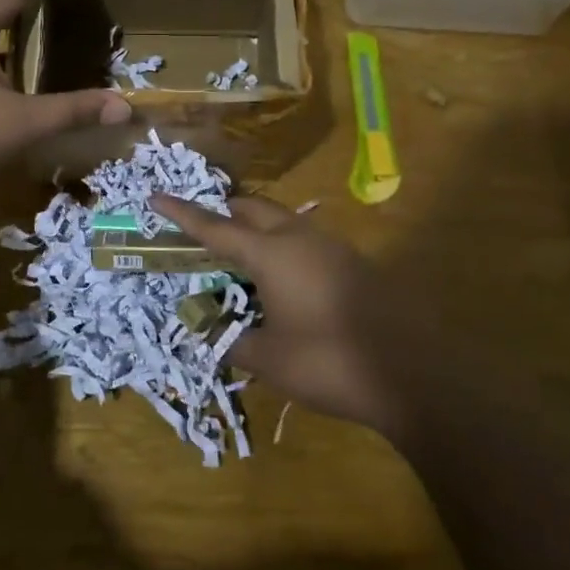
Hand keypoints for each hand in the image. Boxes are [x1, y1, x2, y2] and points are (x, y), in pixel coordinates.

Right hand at [150, 194, 436, 438]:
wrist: (413, 374)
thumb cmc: (329, 362)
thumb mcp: (269, 359)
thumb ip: (232, 340)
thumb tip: (210, 332)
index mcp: (271, 253)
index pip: (215, 227)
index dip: (182, 213)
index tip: (156, 196)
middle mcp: (300, 238)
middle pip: (253, 209)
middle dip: (224, 214)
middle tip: (202, 234)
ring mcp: (331, 247)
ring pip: (283, 221)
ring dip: (256, 229)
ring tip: (239, 260)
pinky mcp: (354, 263)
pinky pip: (305, 240)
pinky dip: (282, 247)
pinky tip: (282, 282)